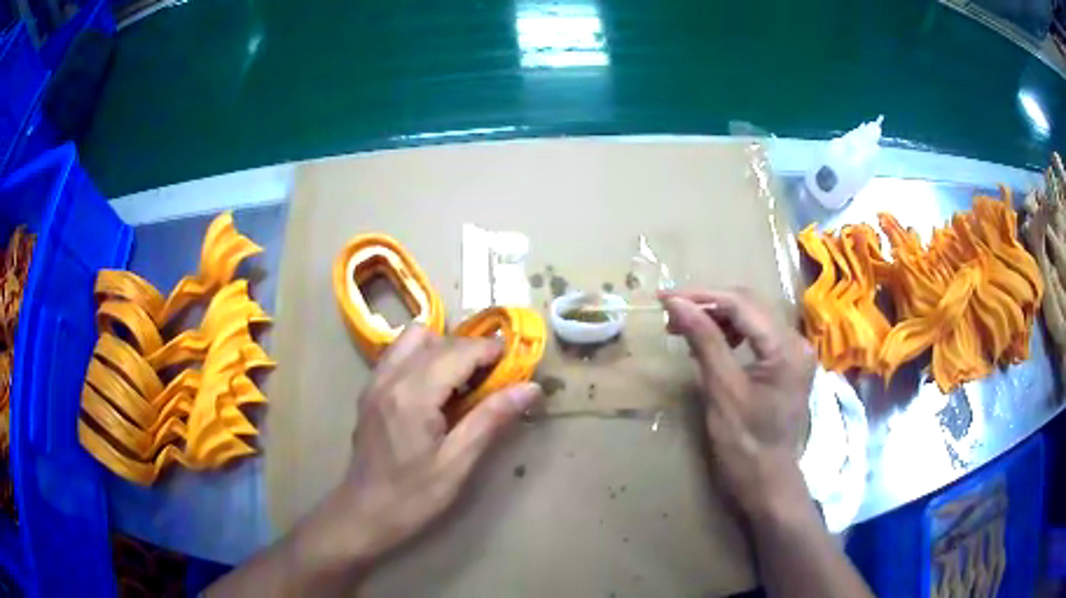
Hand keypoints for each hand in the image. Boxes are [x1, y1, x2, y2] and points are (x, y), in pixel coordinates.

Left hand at [313, 325, 541, 567]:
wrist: (364, 513)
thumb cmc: (414, 496)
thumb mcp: (458, 462)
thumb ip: (491, 418)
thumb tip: (531, 388)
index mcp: (413, 395)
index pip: (459, 351)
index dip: (491, 351)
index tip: (516, 363)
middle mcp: (390, 377)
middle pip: (438, 340)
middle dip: (471, 349)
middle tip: (496, 378)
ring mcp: (375, 381)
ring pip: (413, 338)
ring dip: (443, 348)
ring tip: (463, 380)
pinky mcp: (369, 390)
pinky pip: (398, 354)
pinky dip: (422, 357)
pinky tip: (435, 389)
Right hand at [661, 288, 815, 518]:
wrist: (767, 480)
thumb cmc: (744, 444)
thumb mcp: (722, 391)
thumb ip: (703, 341)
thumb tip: (676, 303)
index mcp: (785, 348)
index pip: (742, 304)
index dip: (702, 296)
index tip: (665, 298)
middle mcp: (796, 341)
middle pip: (750, 304)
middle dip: (709, 303)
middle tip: (671, 312)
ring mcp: (794, 352)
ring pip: (753, 316)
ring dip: (719, 316)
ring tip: (686, 326)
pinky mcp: (787, 362)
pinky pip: (758, 334)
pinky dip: (732, 332)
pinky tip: (712, 340)